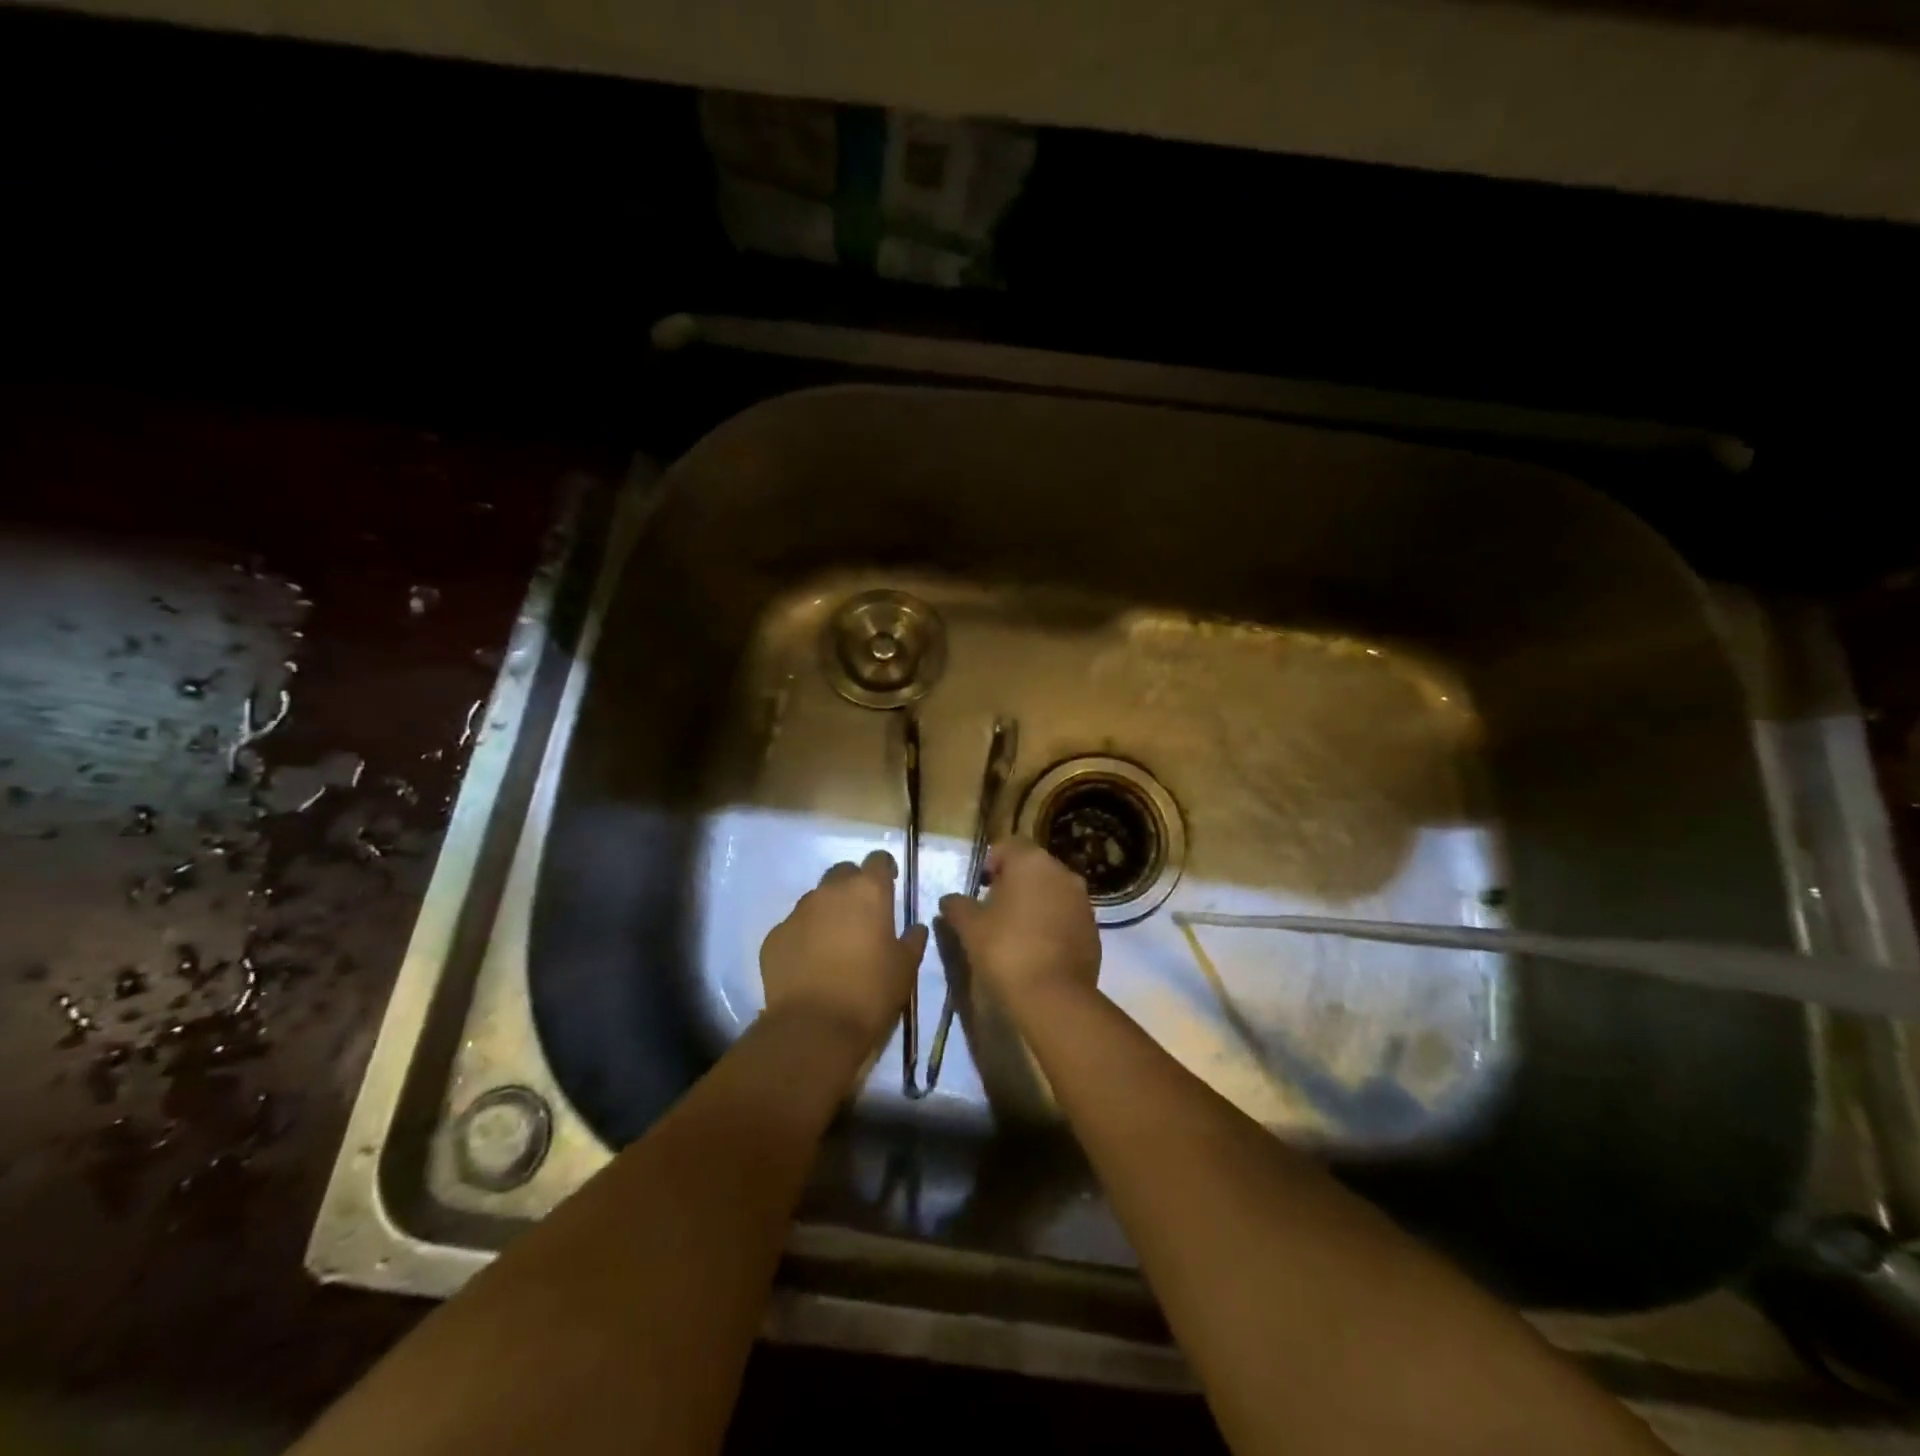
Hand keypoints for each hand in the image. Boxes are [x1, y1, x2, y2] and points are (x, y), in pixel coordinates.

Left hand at [760, 849, 926, 1048]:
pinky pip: (794, 927)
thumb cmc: (871, 992)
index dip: (885, 869)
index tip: (890, 884)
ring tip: (835, 943)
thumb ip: (912, 940)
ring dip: (828, 911)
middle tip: (863, 914)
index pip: (878, 860)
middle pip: (843, 873)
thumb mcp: (905, 968)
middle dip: (853, 886)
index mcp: (868, 891)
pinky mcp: (774, 936)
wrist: (814, 1028)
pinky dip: (804, 936)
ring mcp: (797, 912)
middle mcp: (830, 892)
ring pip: (816, 899)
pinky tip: (810, 963)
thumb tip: (915, 928)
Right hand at [938, 838, 1100, 1011]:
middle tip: (994, 909)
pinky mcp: (1093, 929)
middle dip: (1014, 883)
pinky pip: (1067, 917)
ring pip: (1053, 892)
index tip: (980, 887)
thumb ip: (957, 906)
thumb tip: (949, 900)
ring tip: (1015, 931)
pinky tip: (1037, 949)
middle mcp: (1063, 873)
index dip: (991, 862)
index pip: (1009, 846)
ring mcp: (1083, 901)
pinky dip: (1052, 924)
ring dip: (1035, 903)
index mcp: (1032, 862)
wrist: (1053, 997)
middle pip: (1033, 867)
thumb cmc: (1005, 949)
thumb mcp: (969, 927)